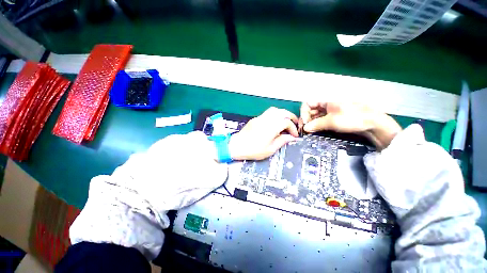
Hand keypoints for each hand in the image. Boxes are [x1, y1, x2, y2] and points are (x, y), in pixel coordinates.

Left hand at [229, 107, 298, 160]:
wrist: (236, 146)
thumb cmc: (253, 150)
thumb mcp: (270, 150)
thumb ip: (281, 141)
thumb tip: (290, 137)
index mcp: (270, 128)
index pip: (286, 122)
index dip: (292, 128)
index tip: (294, 135)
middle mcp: (265, 120)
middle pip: (281, 112)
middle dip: (290, 116)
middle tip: (295, 123)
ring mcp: (259, 118)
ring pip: (274, 110)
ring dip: (282, 114)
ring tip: (286, 121)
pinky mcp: (255, 119)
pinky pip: (267, 113)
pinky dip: (274, 115)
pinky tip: (275, 123)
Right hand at [300, 102, 401, 149]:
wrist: (373, 124)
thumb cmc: (353, 118)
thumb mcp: (332, 121)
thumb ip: (316, 124)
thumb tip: (304, 129)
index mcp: (326, 101)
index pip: (308, 104)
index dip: (303, 112)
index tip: (304, 123)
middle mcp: (326, 105)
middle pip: (310, 110)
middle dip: (306, 119)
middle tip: (306, 129)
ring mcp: (330, 112)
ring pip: (315, 116)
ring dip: (311, 123)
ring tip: (310, 132)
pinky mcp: (333, 118)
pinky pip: (321, 121)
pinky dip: (317, 125)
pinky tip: (316, 131)